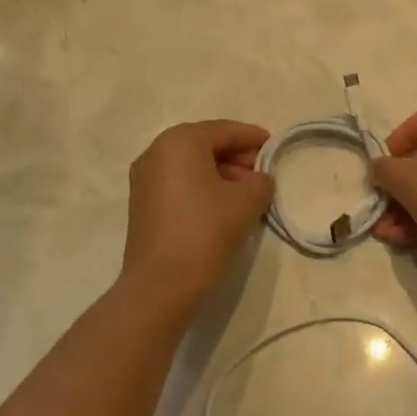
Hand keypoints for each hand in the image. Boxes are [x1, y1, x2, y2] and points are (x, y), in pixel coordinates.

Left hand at [121, 120, 274, 305]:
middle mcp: (156, 152)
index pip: (224, 130)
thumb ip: (260, 182)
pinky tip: (223, 207)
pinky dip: (202, 187)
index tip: (274, 147)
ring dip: (220, 173)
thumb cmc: (206, 231)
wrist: (161, 285)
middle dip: (236, 156)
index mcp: (180, 142)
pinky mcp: (142, 204)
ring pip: (191, 165)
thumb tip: (259, 179)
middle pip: (204, 145)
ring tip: (247, 194)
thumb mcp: (246, 202)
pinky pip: (179, 183)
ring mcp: (144, 179)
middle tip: (262, 173)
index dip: (252, 138)